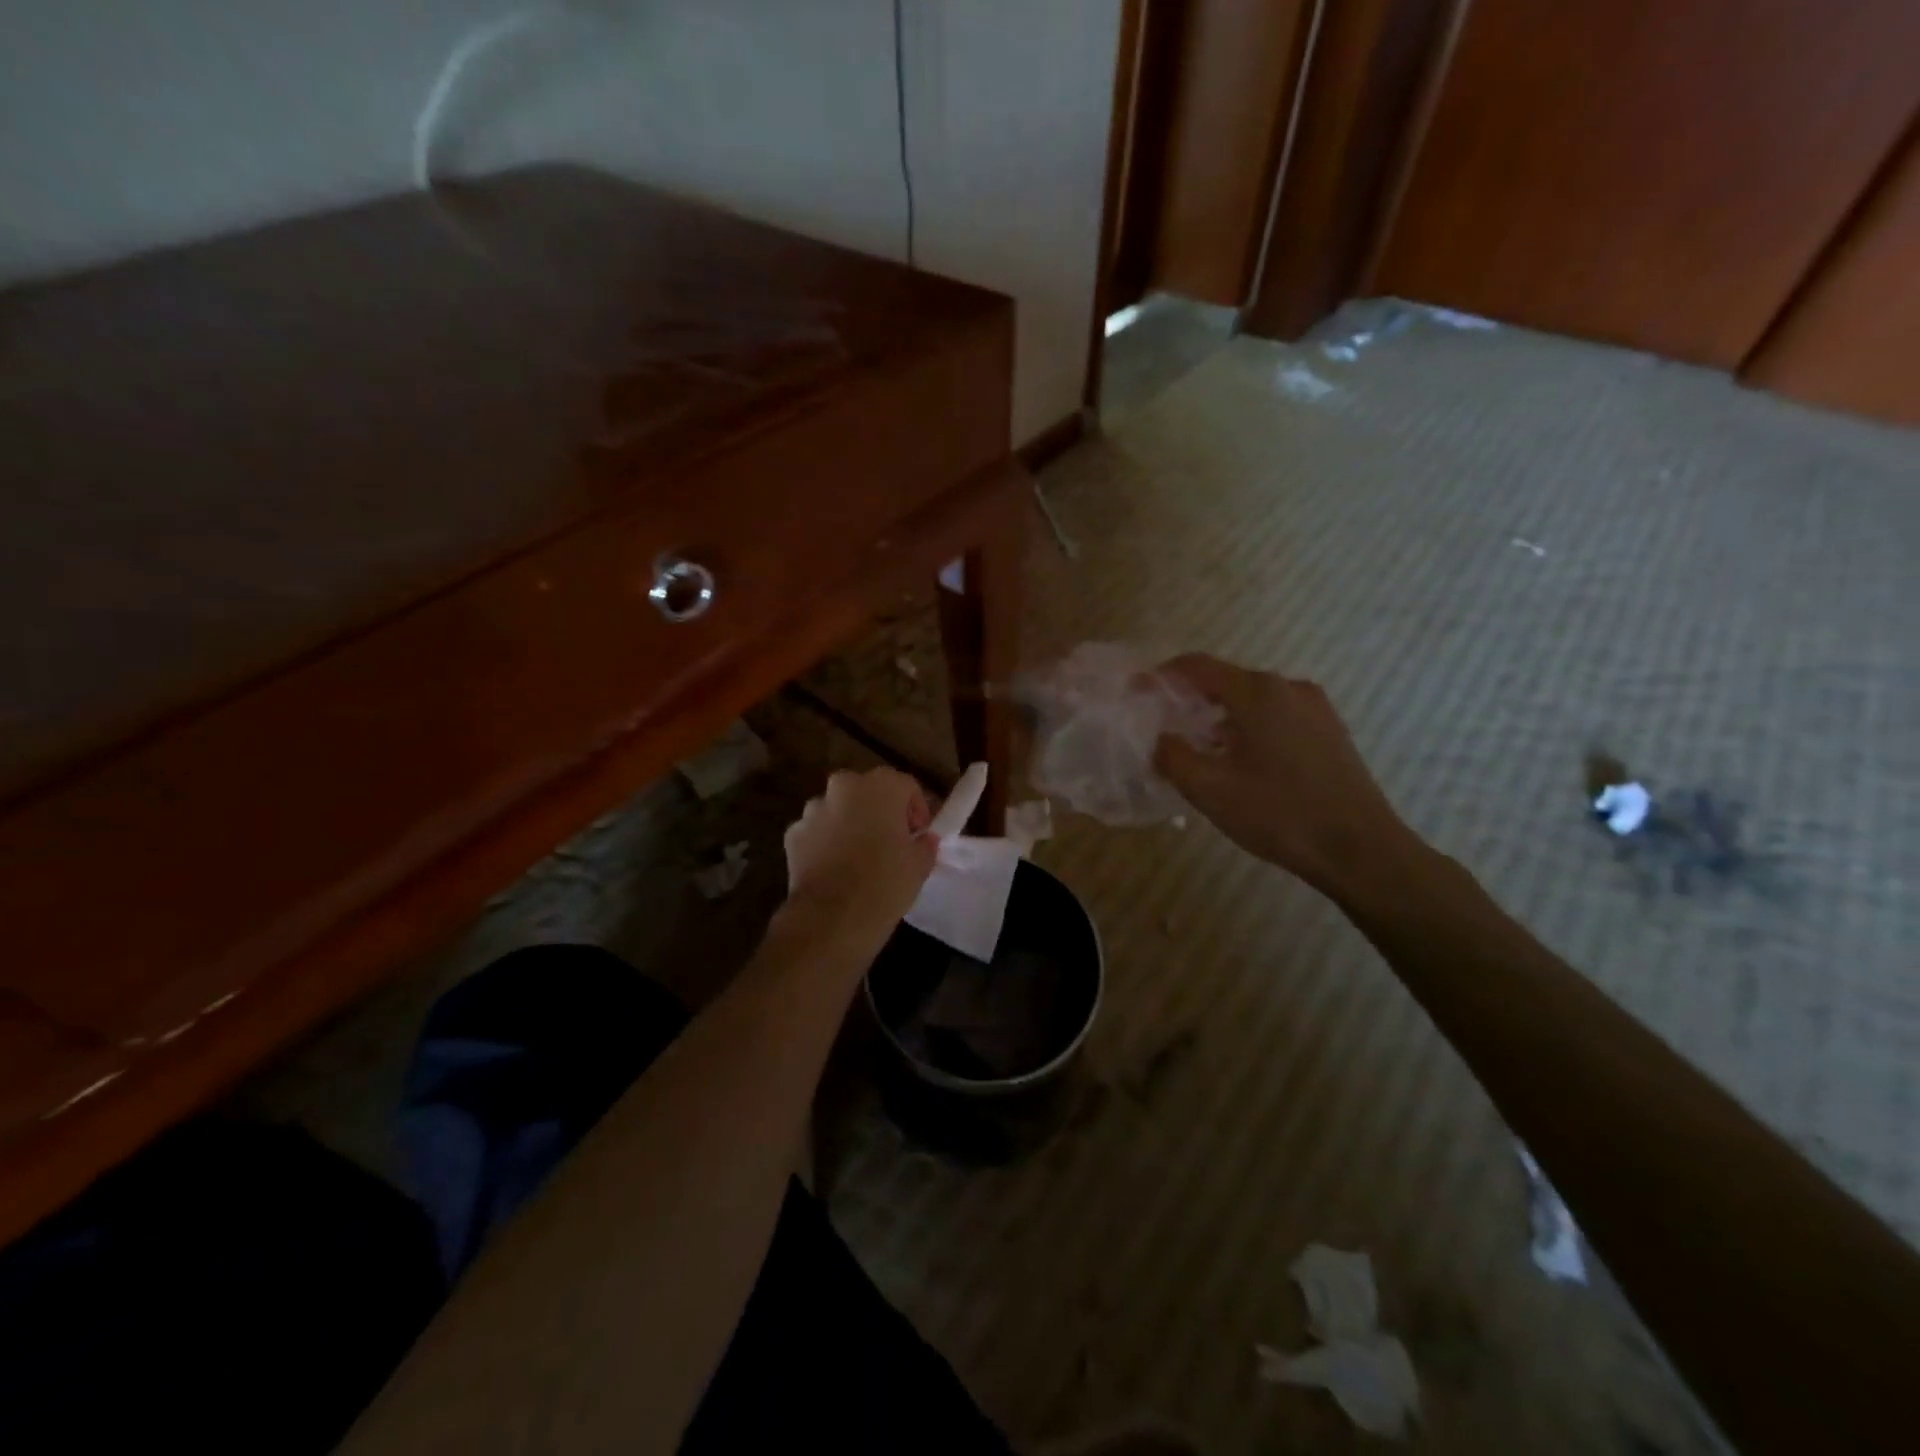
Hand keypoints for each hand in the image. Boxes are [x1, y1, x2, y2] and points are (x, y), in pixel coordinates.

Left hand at [783, 769, 938, 942]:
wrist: (831, 919)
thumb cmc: (885, 884)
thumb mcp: (920, 865)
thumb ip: (924, 844)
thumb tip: (923, 839)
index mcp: (881, 786)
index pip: (907, 786)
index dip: (917, 810)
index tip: (919, 835)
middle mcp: (844, 786)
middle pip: (868, 791)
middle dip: (880, 811)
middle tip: (890, 841)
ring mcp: (813, 809)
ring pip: (838, 809)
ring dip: (850, 823)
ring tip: (859, 856)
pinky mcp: (792, 833)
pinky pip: (816, 831)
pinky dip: (825, 841)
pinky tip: (834, 867)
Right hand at [1154, 655, 1424, 902]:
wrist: (1361, 850)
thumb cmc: (1280, 814)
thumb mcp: (1211, 790)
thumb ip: (1173, 757)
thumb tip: (1160, 740)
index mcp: (1258, 693)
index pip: (1196, 666)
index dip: (1160, 677)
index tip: (1136, 693)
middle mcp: (1288, 688)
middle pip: (1225, 681)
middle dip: (1189, 700)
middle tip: (1163, 726)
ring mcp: (1315, 708)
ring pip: (1252, 701)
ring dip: (1219, 717)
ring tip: (1197, 749)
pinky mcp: (1329, 731)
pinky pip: (1276, 716)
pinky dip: (1248, 728)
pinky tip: (1239, 761)